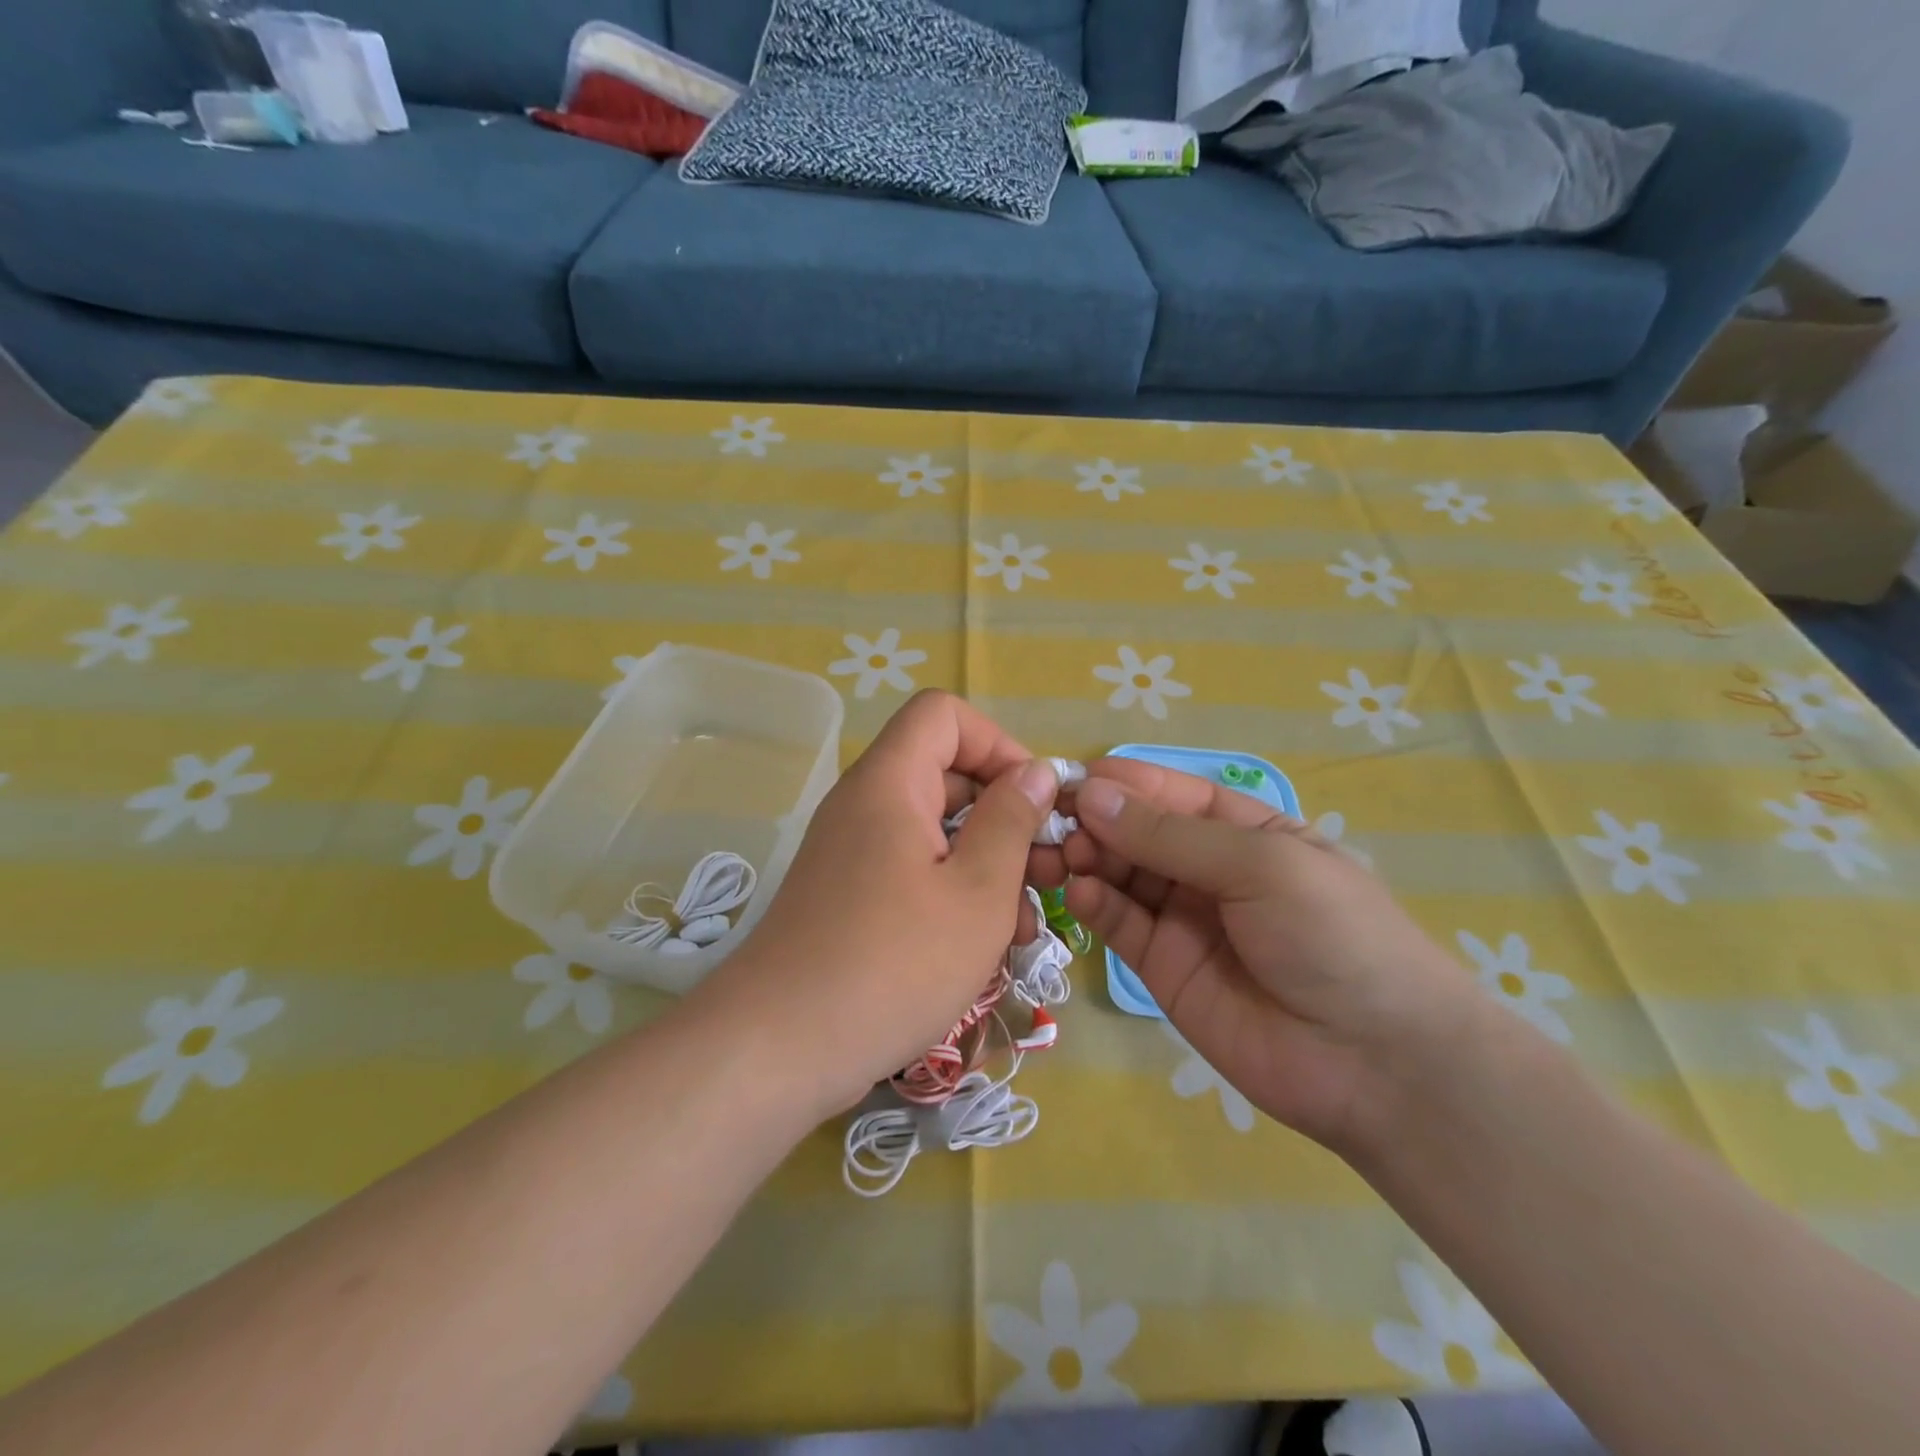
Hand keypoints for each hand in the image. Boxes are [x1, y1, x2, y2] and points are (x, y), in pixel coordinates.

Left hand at [700, 692, 1057, 1117]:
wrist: (780, 1049)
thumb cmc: (894, 963)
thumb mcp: (977, 892)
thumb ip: (1011, 822)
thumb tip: (1034, 773)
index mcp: (890, 783)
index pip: (943, 714)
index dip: (996, 743)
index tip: (1033, 801)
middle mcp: (865, 804)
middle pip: (944, 773)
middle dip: (1004, 814)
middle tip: (1047, 873)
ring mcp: (852, 852)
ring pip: (934, 830)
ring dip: (986, 863)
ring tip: (1026, 925)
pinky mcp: (848, 895)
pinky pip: (911, 868)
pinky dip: (952, 890)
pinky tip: (984, 945)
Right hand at [1055, 760, 1474, 1152]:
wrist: (1375, 1063)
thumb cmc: (1333, 935)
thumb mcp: (1260, 865)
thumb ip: (1170, 835)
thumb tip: (1092, 795)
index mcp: (1243, 829)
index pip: (1167, 793)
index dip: (1120, 783)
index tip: (1065, 779)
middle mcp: (1207, 867)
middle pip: (1136, 832)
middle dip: (1093, 821)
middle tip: (1050, 824)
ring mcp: (1182, 918)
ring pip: (1118, 874)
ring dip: (1083, 859)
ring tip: (1054, 856)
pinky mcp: (1162, 966)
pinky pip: (1118, 924)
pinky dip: (1092, 904)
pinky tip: (1077, 893)